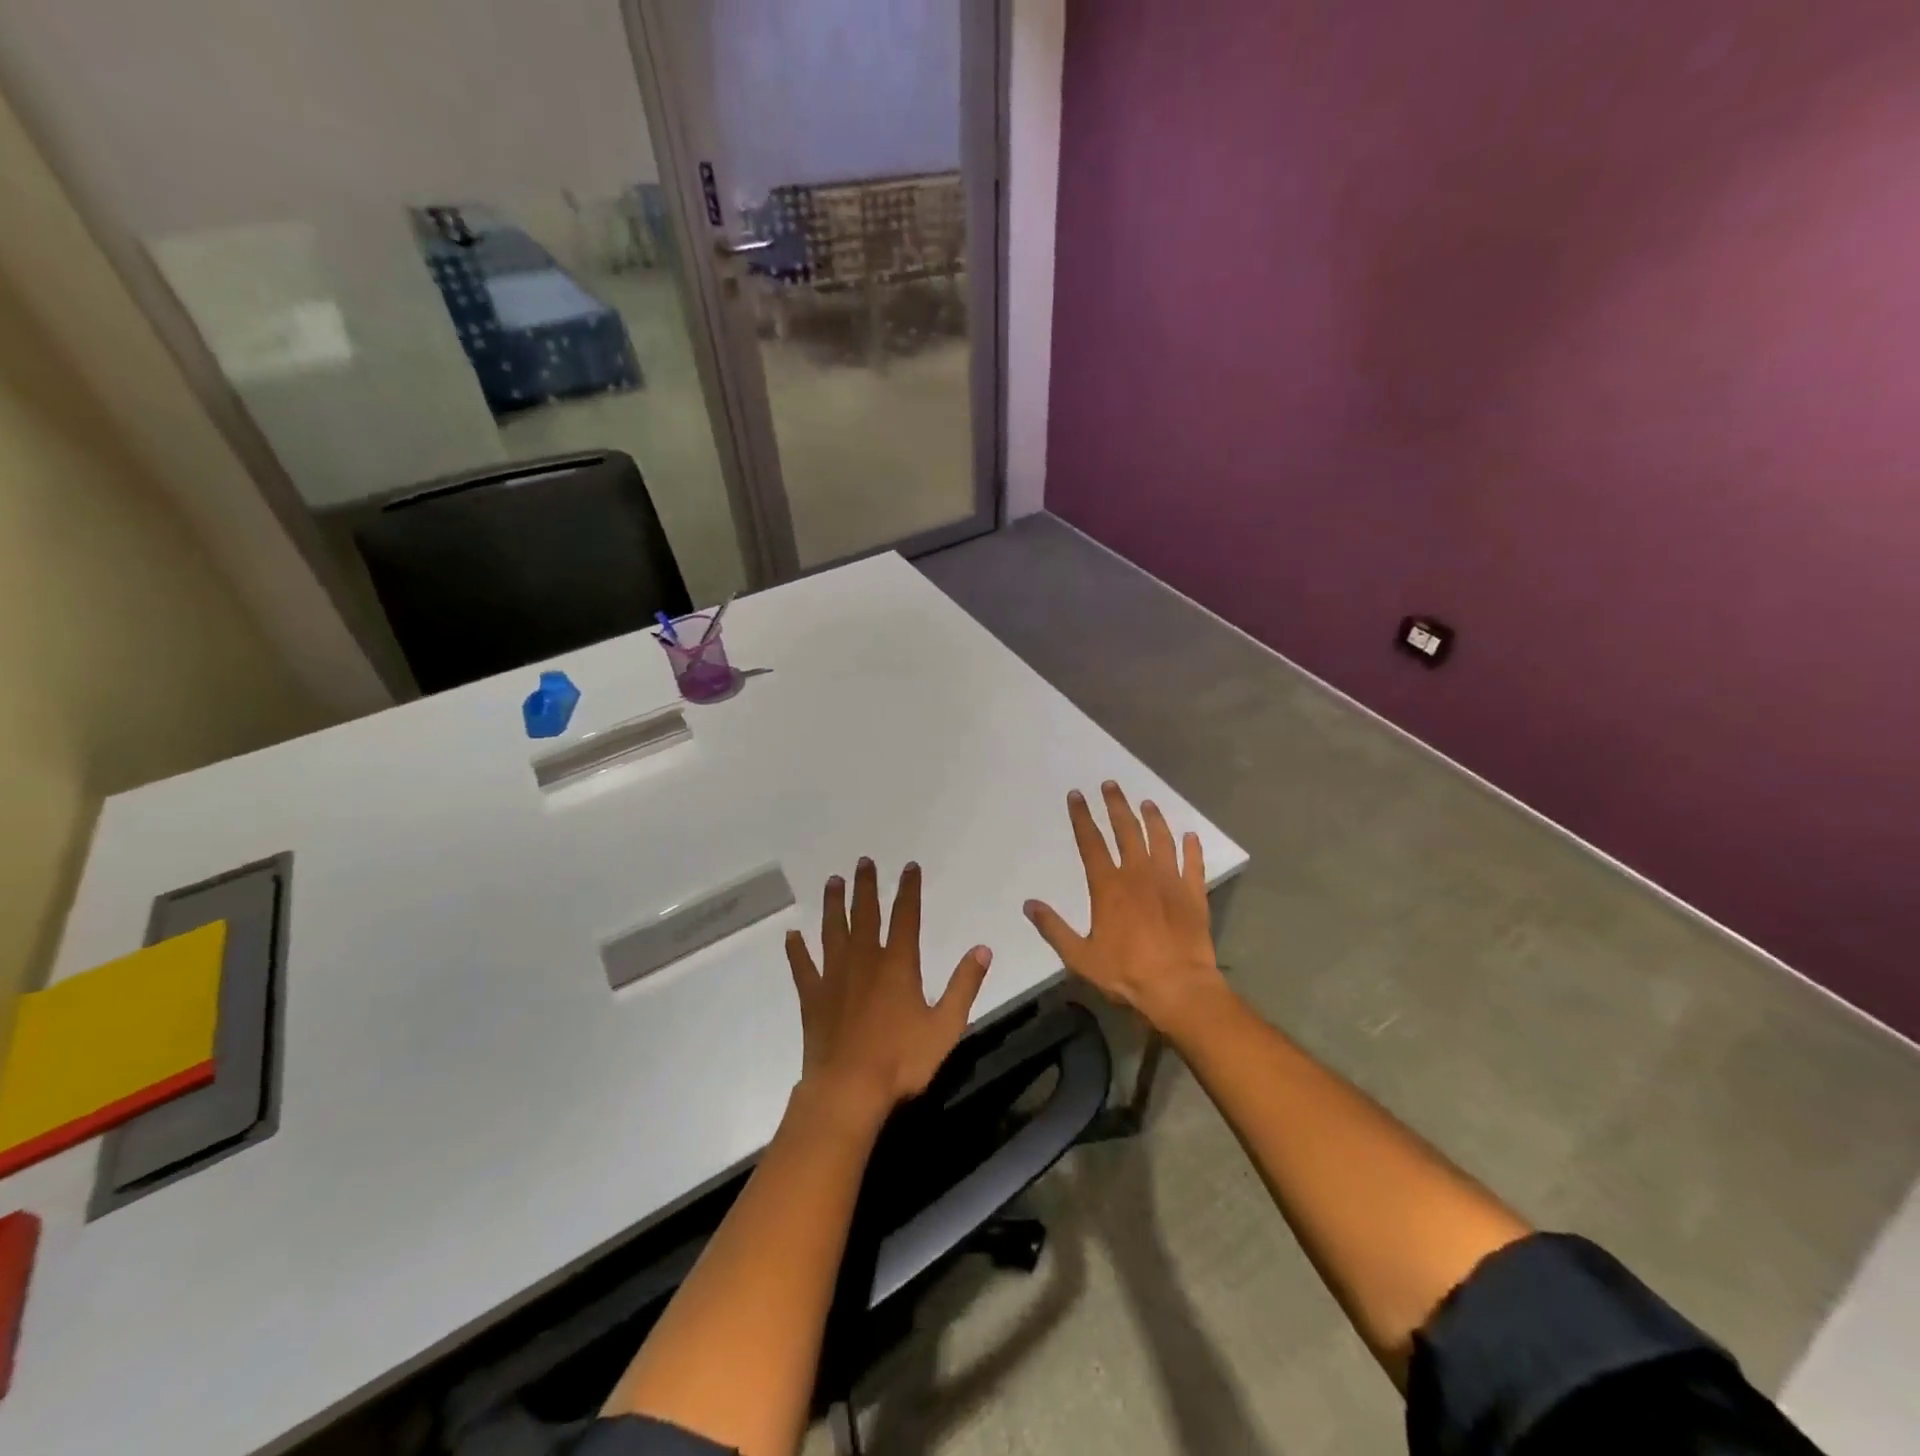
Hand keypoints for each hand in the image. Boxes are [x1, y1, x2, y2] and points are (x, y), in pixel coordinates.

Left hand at [786, 858, 991, 1121]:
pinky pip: (803, 967)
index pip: (906, 916)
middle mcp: (864, 961)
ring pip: (832, 931)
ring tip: (833, 881)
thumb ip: (964, 985)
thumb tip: (983, 949)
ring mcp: (834, 977)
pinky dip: (797, 950)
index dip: (909, 890)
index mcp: (897, 965)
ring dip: (833, 905)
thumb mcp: (945, 1026)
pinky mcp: (813, 998)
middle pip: (865, 915)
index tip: (909, 867)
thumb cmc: (901, 1060)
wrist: (848, 1090)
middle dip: (866, 886)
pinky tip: (792, 936)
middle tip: (863, 861)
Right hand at [1024, 782, 1226, 1034]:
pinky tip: (1190, 836)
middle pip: (1126, 830)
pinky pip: (1193, 863)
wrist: (1179, 987)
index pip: (1091, 842)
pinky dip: (1192, 848)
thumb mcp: (1080, 957)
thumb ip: (1053, 928)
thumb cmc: (1126, 972)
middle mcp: (1139, 874)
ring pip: (1160, 839)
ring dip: (1153, 818)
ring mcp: (1169, 881)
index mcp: (1108, 886)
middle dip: (1116, 805)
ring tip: (1147, 803)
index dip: (1082, 817)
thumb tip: (1029, 905)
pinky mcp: (1193, 894)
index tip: (1076, 795)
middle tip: (1111, 785)